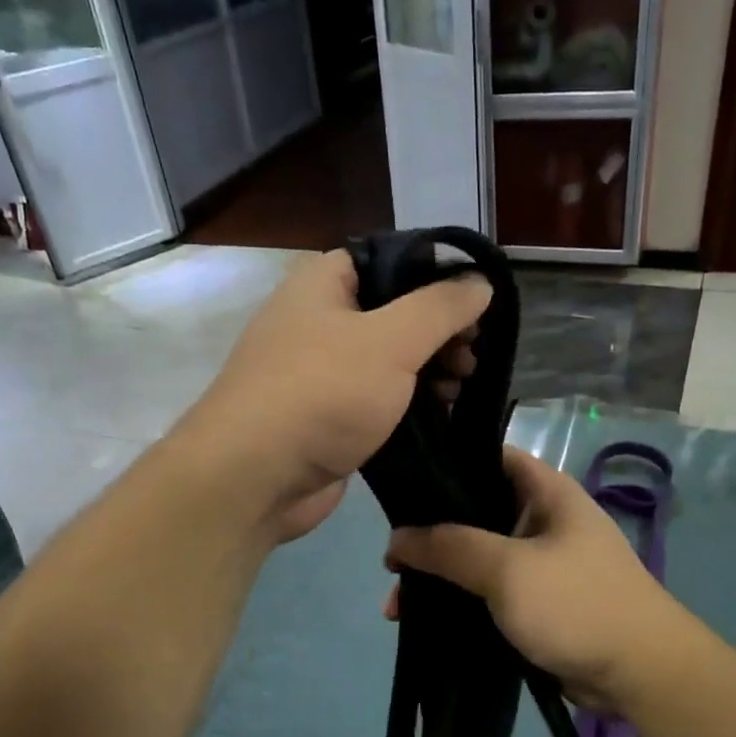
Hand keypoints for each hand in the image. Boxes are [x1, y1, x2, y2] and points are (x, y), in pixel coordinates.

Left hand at [179, 251, 487, 542]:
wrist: (256, 477)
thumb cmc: (323, 393)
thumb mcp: (392, 340)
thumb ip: (441, 308)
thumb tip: (480, 282)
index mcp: (323, 283)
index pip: (390, 259)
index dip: (436, 277)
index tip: (476, 304)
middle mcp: (318, 320)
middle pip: (394, 312)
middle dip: (439, 333)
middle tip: (471, 357)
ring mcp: (320, 372)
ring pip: (388, 360)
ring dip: (428, 370)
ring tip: (459, 388)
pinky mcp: (327, 417)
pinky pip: (377, 399)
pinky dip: (408, 404)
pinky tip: (439, 414)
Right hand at [386, 447, 688, 713]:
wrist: (639, 674)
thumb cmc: (577, 604)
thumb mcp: (508, 569)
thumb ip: (450, 547)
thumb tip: (397, 537)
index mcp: (546, 492)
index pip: (487, 458)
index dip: (444, 465)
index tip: (400, 487)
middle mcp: (542, 520)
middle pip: (473, 513)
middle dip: (430, 536)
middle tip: (390, 562)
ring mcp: (540, 563)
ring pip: (476, 558)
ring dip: (439, 577)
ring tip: (397, 604)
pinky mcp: (536, 602)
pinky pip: (487, 592)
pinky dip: (458, 602)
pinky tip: (424, 620)